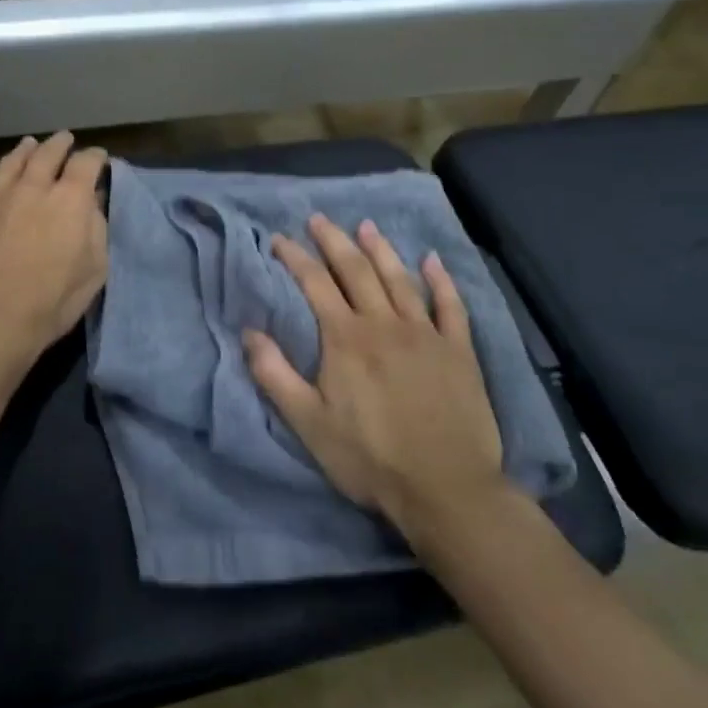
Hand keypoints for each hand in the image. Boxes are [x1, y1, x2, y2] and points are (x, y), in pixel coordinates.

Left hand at [0, 132, 108, 373]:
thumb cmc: (52, 301)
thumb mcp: (94, 270)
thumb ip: (96, 229)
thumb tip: (91, 203)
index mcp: (69, 199)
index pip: (86, 164)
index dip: (95, 157)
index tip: (99, 158)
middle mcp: (33, 188)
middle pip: (48, 154)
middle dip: (60, 144)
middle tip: (66, 140)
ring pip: (11, 162)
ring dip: (24, 150)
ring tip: (30, 144)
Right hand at [242, 214, 507, 543]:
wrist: (445, 488)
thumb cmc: (369, 458)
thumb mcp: (307, 423)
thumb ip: (275, 375)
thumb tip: (248, 331)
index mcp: (346, 338)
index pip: (314, 283)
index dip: (295, 257)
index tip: (279, 239)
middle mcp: (384, 323)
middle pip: (356, 270)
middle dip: (334, 241)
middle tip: (319, 219)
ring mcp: (426, 333)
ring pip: (400, 279)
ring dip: (381, 249)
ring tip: (366, 226)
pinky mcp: (459, 351)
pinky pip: (450, 305)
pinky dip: (441, 280)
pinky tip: (433, 260)